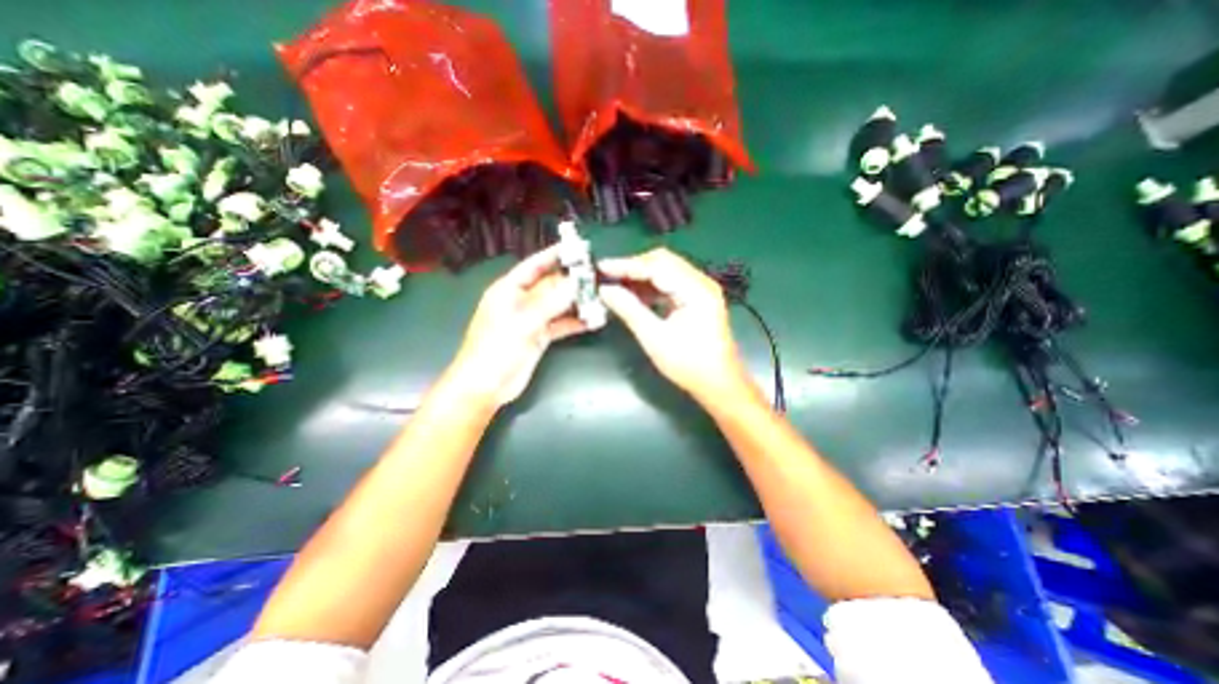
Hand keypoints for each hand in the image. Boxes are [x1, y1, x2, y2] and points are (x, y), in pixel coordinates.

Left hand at [447, 247, 588, 406]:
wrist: (486, 387)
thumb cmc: (497, 349)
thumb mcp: (523, 322)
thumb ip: (550, 302)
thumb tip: (575, 283)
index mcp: (509, 290)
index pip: (534, 266)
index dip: (554, 256)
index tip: (576, 248)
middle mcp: (521, 301)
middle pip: (550, 285)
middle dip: (572, 281)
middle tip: (597, 276)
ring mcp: (532, 319)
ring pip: (558, 305)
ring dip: (577, 303)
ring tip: (601, 298)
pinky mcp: (540, 336)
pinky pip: (561, 324)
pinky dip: (575, 322)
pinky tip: (593, 321)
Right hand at [599, 247, 753, 396]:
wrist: (719, 384)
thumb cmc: (689, 365)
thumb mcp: (654, 338)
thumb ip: (629, 310)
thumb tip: (605, 291)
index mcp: (696, 290)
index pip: (657, 266)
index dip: (627, 265)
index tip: (602, 267)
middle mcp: (701, 283)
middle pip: (663, 262)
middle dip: (633, 267)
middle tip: (607, 276)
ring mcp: (701, 289)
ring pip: (666, 271)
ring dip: (641, 276)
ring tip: (616, 284)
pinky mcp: (698, 298)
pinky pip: (671, 283)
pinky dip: (651, 286)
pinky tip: (635, 294)